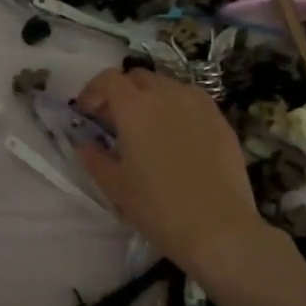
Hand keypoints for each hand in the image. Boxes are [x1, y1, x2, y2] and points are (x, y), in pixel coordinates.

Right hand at [74, 67, 287, 276]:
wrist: (218, 228)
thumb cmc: (158, 207)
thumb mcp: (115, 186)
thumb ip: (94, 158)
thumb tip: (84, 143)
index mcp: (135, 108)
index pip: (108, 79)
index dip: (93, 91)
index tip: (86, 113)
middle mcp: (167, 95)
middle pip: (138, 77)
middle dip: (122, 92)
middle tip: (114, 121)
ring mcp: (199, 105)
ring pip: (167, 86)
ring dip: (151, 97)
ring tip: (147, 127)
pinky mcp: (221, 120)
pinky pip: (192, 101)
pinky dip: (177, 108)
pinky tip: (177, 137)